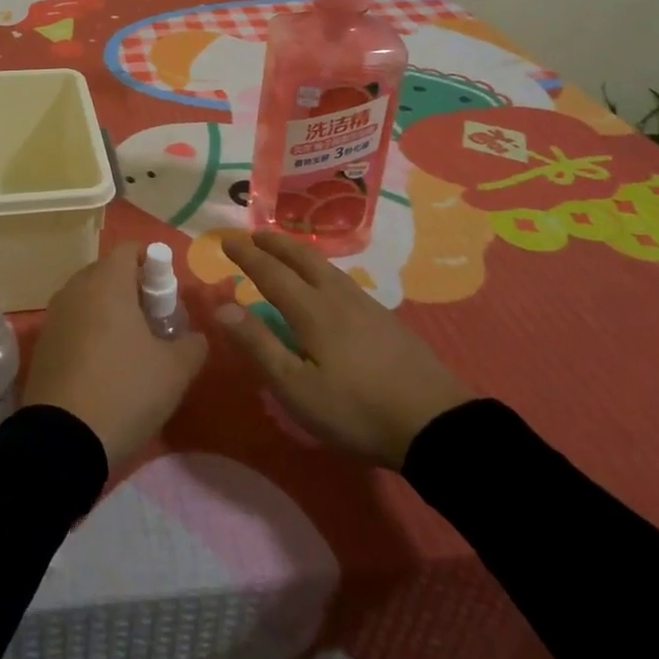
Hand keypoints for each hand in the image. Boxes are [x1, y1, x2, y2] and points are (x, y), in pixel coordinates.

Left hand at [23, 242, 208, 466]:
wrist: (61, 440)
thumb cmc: (124, 390)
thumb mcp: (175, 370)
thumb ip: (193, 344)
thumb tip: (195, 335)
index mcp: (107, 280)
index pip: (131, 250)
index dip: (154, 266)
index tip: (169, 299)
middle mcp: (76, 287)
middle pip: (109, 273)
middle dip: (134, 291)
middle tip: (156, 326)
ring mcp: (55, 315)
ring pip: (90, 299)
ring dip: (112, 314)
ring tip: (133, 351)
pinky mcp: (43, 344)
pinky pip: (74, 324)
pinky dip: (92, 334)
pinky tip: (105, 369)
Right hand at [214, 231, 473, 466]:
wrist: (436, 423)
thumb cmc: (356, 409)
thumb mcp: (297, 388)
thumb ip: (259, 345)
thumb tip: (222, 307)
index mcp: (311, 310)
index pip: (271, 272)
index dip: (247, 256)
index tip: (226, 240)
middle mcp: (337, 296)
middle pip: (302, 258)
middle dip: (275, 243)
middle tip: (255, 235)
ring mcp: (366, 305)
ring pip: (326, 267)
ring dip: (299, 253)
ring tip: (287, 252)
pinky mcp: (386, 320)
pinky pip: (342, 279)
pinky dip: (322, 269)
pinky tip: (328, 283)